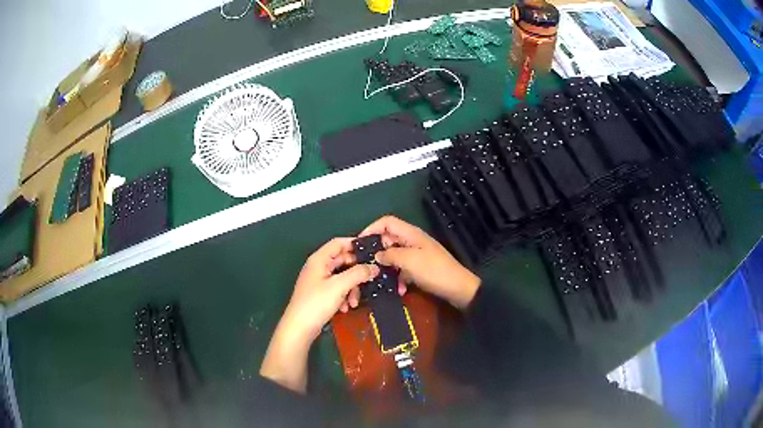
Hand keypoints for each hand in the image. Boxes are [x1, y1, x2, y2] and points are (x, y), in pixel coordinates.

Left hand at [260, 238, 379, 392]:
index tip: (372, 252)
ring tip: (354, 302)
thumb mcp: (340, 286)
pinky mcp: (320, 294)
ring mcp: (319, 281)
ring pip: (342, 277)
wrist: (299, 327)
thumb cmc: (317, 302)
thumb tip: (375, 267)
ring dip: (351, 288)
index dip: (355, 245)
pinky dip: (344, 296)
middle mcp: (318, 267)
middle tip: (369, 280)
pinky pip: (337, 289)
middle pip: (342, 261)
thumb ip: (358, 274)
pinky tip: (345, 308)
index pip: (339, 243)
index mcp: (319, 259)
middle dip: (356, 273)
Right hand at [359, 216, 480, 309]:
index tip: (359, 243)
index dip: (371, 228)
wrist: (458, 288)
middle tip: (366, 265)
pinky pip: (404, 268)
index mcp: (411, 234)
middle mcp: (413, 241)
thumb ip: (390, 255)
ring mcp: (417, 254)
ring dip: (388, 268)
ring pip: (395, 256)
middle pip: (389, 239)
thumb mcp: (409, 261)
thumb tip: (376, 255)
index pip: (387, 222)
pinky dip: (400, 277)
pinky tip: (400, 289)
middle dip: (377, 252)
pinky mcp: (421, 267)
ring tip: (381, 280)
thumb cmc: (434, 271)